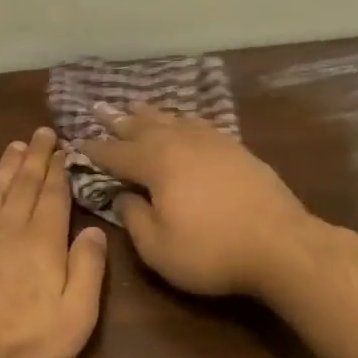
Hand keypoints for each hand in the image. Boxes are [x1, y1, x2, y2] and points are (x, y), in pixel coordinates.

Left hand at [0, 127, 108, 357]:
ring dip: (6, 166)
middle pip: (24, 186)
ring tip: (15, 146)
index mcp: (43, 244)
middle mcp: (8, 230)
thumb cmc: (22, 346)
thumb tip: (95, 230)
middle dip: (35, 158)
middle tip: (40, 133)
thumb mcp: (75, 318)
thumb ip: (88, 270)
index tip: (61, 148)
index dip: (58, 171)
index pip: (53, 198)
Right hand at [78, 102, 315, 296]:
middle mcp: (182, 143)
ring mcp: (214, 143)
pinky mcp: (238, 150)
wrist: (281, 245)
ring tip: (136, 107)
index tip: (77, 142)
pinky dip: (184, 121)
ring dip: (151, 115)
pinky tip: (185, 123)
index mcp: (157, 164)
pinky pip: (201, 126)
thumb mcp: (158, 247)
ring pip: (174, 121)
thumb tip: (122, 198)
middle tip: (99, 108)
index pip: (117, 153)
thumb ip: (134, 219)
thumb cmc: (211, 251)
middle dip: (119, 120)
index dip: (95, 149)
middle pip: (144, 127)